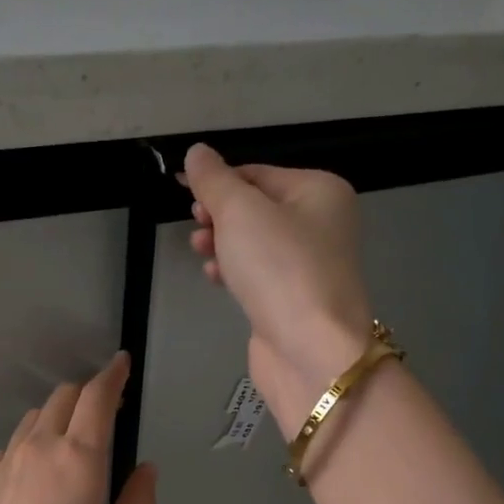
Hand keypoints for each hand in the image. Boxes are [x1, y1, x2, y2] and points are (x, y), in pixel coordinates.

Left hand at [0, 353, 157, 503]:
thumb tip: (146, 469)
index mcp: (79, 458)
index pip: (97, 397)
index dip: (112, 375)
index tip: (121, 364)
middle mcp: (39, 448)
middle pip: (62, 397)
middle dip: (87, 393)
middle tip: (105, 410)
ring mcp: (3, 463)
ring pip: (33, 418)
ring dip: (56, 416)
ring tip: (70, 441)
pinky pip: (10, 446)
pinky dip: (30, 443)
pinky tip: (34, 473)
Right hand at [182, 143, 374, 433]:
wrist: (310, 350)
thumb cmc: (280, 269)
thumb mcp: (240, 213)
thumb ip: (215, 181)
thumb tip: (198, 153)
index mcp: (320, 191)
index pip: (258, 173)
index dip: (218, 180)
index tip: (181, 191)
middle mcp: (321, 224)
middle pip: (257, 207)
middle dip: (220, 214)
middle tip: (196, 224)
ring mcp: (308, 265)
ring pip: (255, 243)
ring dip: (222, 243)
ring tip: (199, 249)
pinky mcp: (293, 300)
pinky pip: (258, 274)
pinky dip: (234, 271)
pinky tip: (214, 277)